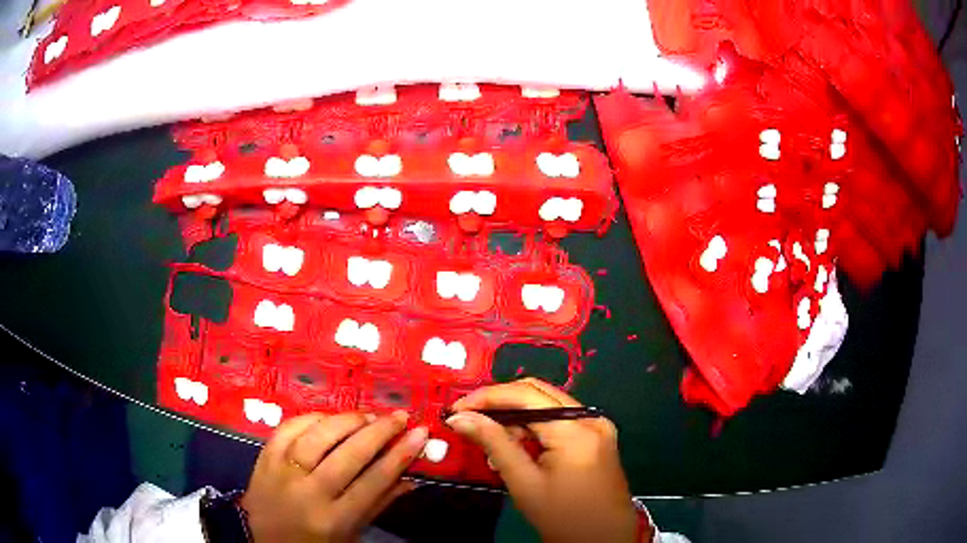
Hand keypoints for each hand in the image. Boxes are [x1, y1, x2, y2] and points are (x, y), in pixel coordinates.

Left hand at [240, 411, 428, 541]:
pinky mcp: (264, 456)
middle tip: (399, 416)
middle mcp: (307, 492)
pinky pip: (289, 427)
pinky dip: (313, 418)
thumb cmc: (312, 542)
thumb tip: (412, 477)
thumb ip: (379, 504)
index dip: (400, 454)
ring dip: (347, 420)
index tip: (420, 433)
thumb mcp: (350, 533)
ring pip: (318, 435)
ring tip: (367, 416)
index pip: (373, 481)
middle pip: (348, 454)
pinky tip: (329, 417)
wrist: (259, 537)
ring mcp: (282, 471)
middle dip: (379, 431)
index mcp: (333, 519)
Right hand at [446, 378, 644, 542]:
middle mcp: (591, 418)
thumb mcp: (525, 483)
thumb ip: (494, 443)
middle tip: (469, 419)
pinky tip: (516, 447)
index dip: (486, 397)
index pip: (525, 395)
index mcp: (576, 429)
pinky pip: (559, 420)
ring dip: (516, 417)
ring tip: (490, 443)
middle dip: (500, 403)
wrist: (604, 539)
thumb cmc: (563, 518)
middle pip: (537, 393)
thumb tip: (460, 418)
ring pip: (547, 405)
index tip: (456, 409)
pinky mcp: (597, 436)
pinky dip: (534, 428)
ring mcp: (597, 426)